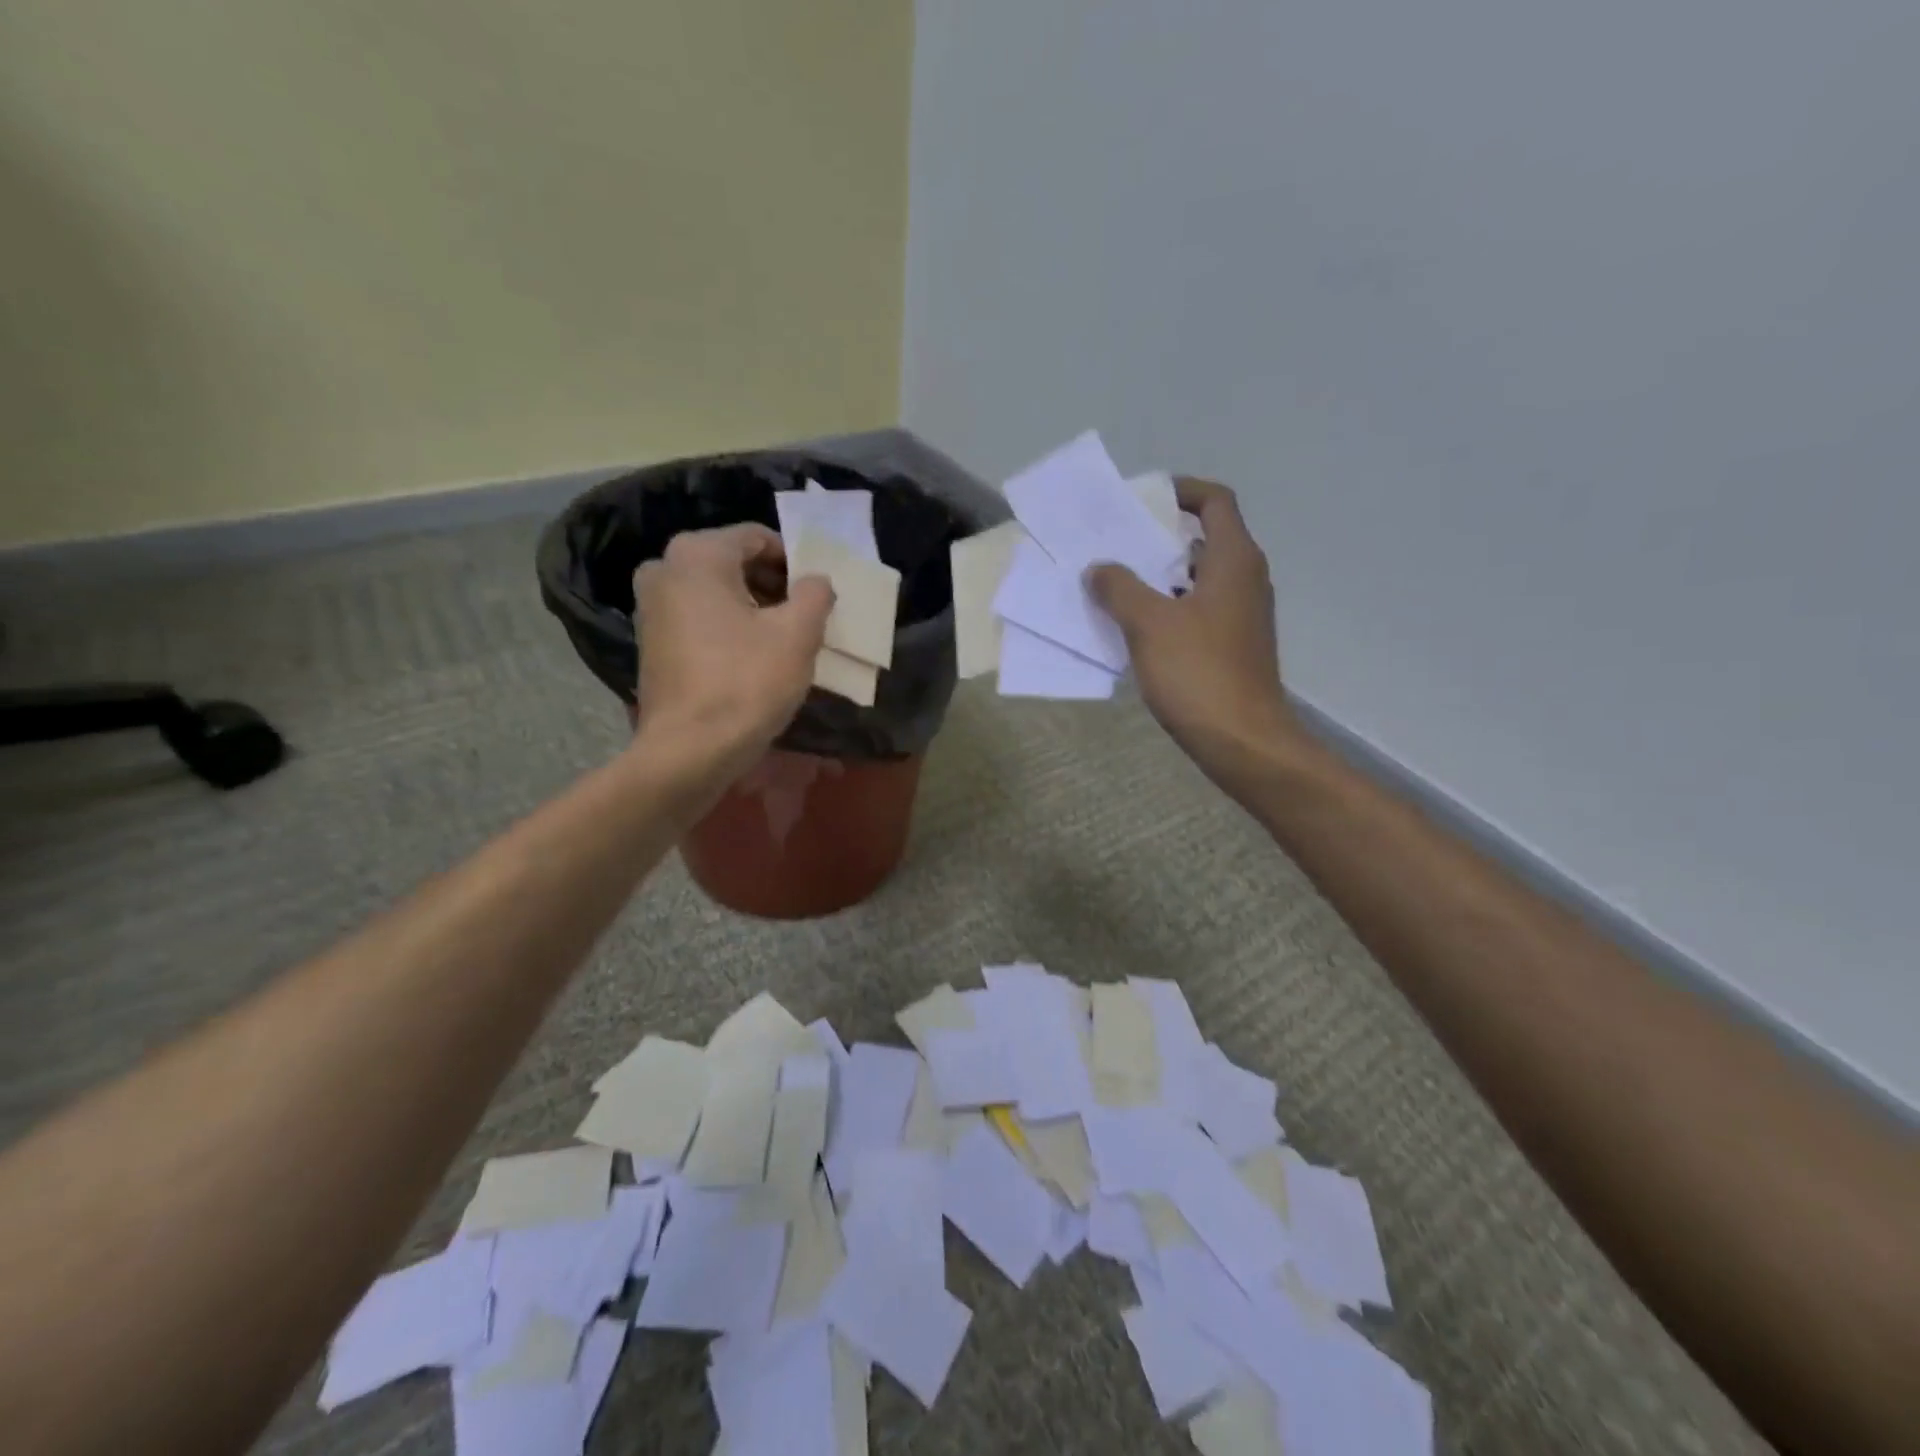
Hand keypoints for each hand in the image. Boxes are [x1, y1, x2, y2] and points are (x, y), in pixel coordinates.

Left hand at [632, 524, 833, 774]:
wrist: (689, 751)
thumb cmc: (747, 683)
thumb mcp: (798, 634)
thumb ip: (815, 594)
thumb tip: (816, 581)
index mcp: (697, 554)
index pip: (758, 538)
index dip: (795, 563)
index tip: (817, 594)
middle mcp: (664, 568)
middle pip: (735, 563)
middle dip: (774, 586)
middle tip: (806, 617)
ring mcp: (650, 606)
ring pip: (716, 592)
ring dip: (753, 608)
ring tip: (784, 641)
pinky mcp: (650, 641)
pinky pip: (699, 618)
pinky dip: (728, 628)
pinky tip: (752, 659)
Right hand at [1087, 478, 1302, 788]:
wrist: (1242, 740)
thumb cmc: (1198, 673)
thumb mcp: (1149, 624)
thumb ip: (1119, 588)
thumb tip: (1099, 568)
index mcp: (1233, 560)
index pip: (1215, 502)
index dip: (1181, 492)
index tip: (1144, 499)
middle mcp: (1245, 578)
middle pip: (1205, 538)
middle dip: (1162, 536)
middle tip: (1118, 542)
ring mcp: (1242, 613)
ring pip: (1200, 577)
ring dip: (1162, 574)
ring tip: (1118, 581)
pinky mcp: (1234, 644)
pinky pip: (1199, 608)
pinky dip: (1171, 605)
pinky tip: (1137, 625)